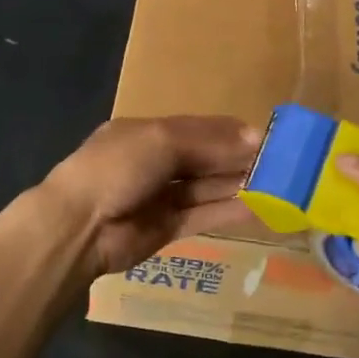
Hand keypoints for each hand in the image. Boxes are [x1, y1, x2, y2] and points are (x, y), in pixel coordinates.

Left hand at [41, 117, 260, 276]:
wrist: (79, 226)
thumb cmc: (117, 167)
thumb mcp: (161, 140)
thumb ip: (208, 140)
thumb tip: (254, 137)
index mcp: (147, 132)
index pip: (197, 128)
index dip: (229, 132)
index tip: (265, 137)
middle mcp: (155, 161)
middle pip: (204, 158)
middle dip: (237, 158)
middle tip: (279, 162)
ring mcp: (160, 197)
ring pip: (206, 187)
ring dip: (237, 184)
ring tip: (276, 184)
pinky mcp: (166, 229)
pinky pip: (203, 216)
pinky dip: (228, 211)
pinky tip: (257, 207)